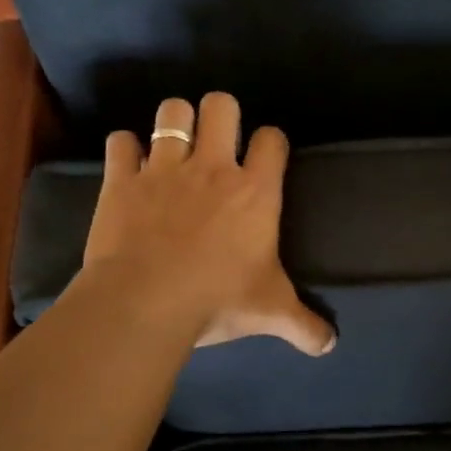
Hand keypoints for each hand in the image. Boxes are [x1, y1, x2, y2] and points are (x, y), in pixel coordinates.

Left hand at [75, 94, 335, 355]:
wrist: (145, 303)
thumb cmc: (219, 300)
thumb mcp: (270, 313)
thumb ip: (304, 325)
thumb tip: (329, 345)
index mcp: (255, 192)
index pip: (273, 139)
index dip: (272, 142)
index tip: (267, 158)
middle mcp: (212, 168)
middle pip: (221, 105)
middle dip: (222, 114)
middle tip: (219, 142)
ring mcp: (163, 169)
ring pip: (171, 111)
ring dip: (175, 122)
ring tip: (176, 145)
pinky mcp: (121, 180)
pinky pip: (120, 142)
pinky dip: (125, 150)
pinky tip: (131, 167)